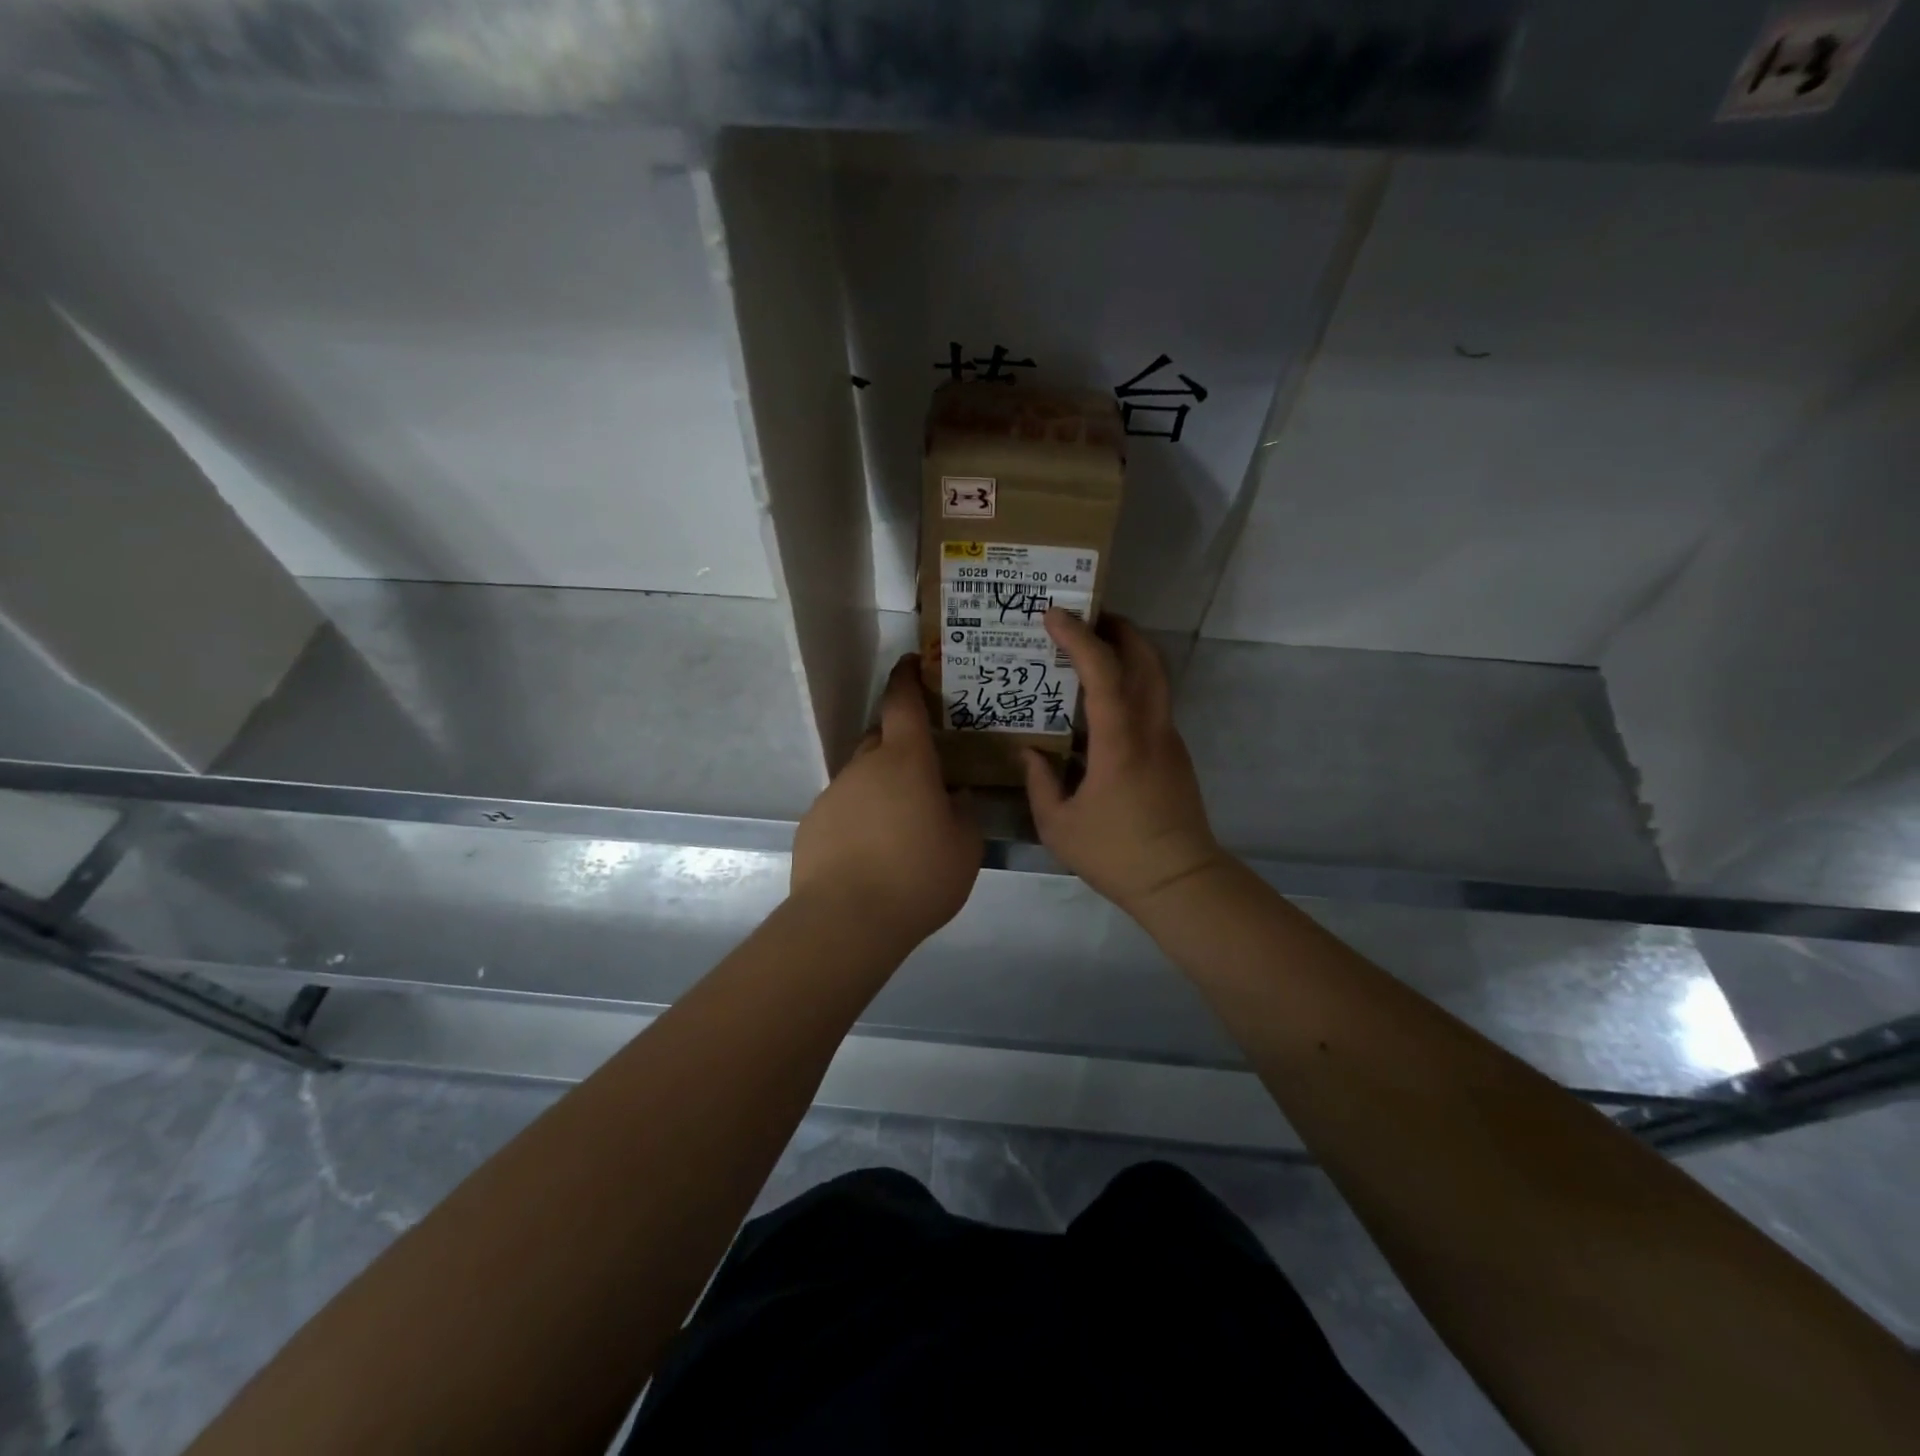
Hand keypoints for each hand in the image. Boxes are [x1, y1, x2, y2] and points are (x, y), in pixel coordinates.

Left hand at [791, 656, 982, 944]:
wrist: (847, 920)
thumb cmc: (918, 875)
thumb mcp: (965, 847)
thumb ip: (965, 814)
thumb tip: (957, 798)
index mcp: (905, 761)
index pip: (903, 703)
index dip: (907, 679)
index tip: (910, 664)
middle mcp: (864, 767)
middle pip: (880, 738)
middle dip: (899, 743)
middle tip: (922, 768)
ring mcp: (833, 795)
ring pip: (861, 777)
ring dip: (880, 787)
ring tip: (899, 826)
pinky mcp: (812, 825)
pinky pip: (843, 808)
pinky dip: (859, 817)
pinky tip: (870, 852)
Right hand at [1024, 609, 1227, 914]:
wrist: (1179, 881)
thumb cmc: (1115, 855)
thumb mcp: (1058, 826)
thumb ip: (1040, 782)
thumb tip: (1029, 752)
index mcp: (1120, 743)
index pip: (1104, 673)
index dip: (1079, 638)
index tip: (1054, 615)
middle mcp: (1151, 730)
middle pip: (1146, 659)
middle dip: (1119, 628)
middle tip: (1086, 617)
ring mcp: (1168, 740)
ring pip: (1156, 678)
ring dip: (1130, 653)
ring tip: (1095, 650)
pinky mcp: (1175, 754)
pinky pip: (1154, 703)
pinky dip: (1132, 683)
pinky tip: (1104, 703)